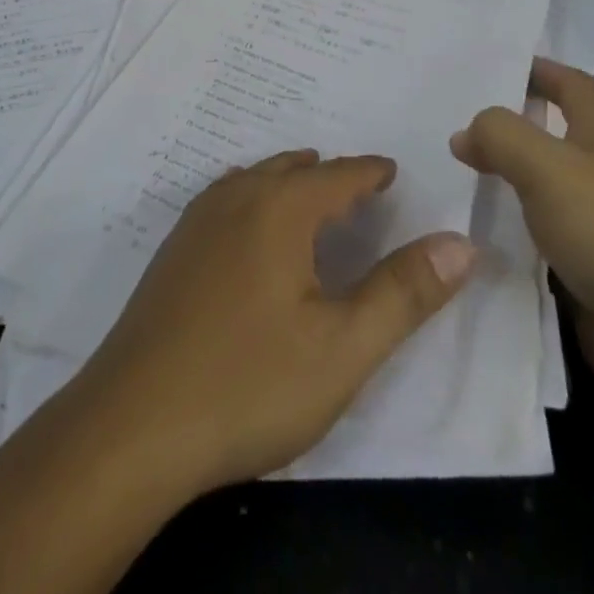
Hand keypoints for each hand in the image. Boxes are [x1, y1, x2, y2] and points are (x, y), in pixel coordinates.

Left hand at [67, 150, 477, 495]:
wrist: (132, 425)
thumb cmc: (249, 383)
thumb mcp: (343, 348)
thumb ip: (404, 292)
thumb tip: (461, 242)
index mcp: (280, 208)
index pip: (339, 174)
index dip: (371, 172)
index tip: (392, 172)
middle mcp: (236, 198)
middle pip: (292, 169)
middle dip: (329, 173)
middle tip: (358, 188)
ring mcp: (196, 222)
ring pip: (253, 180)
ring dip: (287, 182)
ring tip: (311, 195)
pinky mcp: (172, 252)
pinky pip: (225, 201)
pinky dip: (253, 199)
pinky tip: (251, 233)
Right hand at [451, 58, 593, 424]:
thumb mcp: (549, 168)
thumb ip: (501, 136)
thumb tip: (466, 133)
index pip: (569, 84)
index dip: (534, 69)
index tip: (487, 65)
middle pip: (551, 138)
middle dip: (507, 128)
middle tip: (446, 122)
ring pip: (542, 192)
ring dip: (503, 184)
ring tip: (445, 176)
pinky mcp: (592, 276)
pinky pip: (540, 243)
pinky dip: (510, 235)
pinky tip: (469, 235)